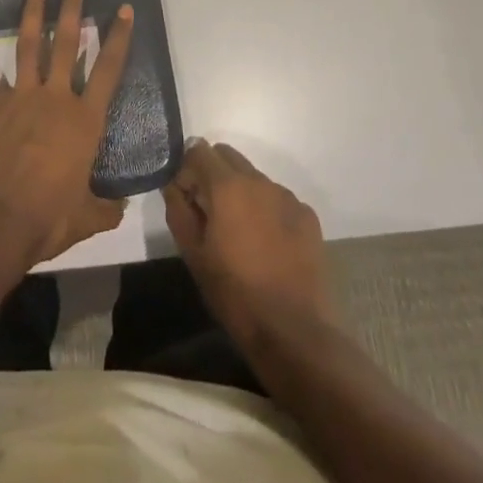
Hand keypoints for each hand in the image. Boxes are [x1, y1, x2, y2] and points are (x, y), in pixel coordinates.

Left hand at [0, 0, 132, 269]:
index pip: (108, 70)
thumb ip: (106, 208)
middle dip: (72, 10)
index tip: (124, 10)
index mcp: (84, 121)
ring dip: (33, 14)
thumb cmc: (48, 218)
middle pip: (67, 45)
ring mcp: (20, 98)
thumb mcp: (87, 217)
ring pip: (29, 46)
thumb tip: (122, 207)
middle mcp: (55, 99)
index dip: (118, 38)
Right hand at [164, 140, 338, 347]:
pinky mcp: (308, 216)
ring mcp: (287, 197)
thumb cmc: (234, 293)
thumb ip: (178, 209)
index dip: (186, 169)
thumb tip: (174, 184)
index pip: (199, 150)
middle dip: (212, 174)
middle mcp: (259, 180)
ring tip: (240, 233)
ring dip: (240, 192)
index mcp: (227, 186)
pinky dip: (266, 209)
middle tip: (209, 212)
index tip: (186, 198)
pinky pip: (277, 198)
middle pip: (228, 156)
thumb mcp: (192, 254)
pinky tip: (267, 244)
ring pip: (253, 177)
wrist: (294, 332)